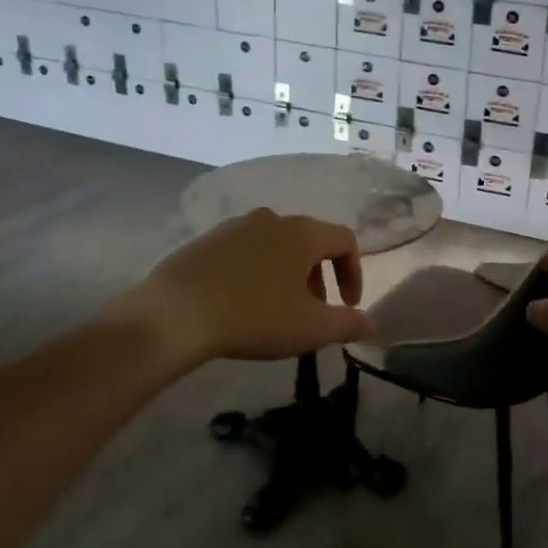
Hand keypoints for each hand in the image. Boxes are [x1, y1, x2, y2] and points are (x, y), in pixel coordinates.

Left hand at [128, 209, 370, 367]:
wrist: (175, 314)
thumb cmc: (255, 316)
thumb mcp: (311, 328)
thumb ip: (348, 323)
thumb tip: (371, 321)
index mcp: (303, 232)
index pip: (345, 240)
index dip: (354, 272)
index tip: (348, 305)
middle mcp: (272, 219)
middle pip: (310, 241)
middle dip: (320, 275)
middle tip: (314, 310)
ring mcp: (236, 226)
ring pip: (277, 245)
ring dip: (288, 273)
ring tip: (279, 308)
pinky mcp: (206, 240)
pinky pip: (245, 251)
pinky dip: (257, 271)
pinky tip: (242, 301)